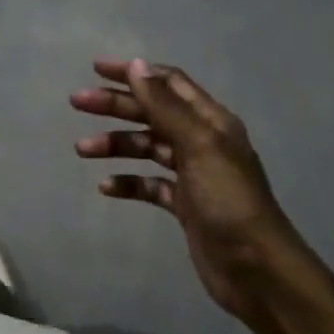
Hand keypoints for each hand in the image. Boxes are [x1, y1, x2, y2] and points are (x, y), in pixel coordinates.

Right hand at [72, 59, 301, 320]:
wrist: (255, 268)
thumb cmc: (228, 200)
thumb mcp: (198, 145)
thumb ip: (165, 106)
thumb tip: (136, 64)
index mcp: (210, 121)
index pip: (169, 83)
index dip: (135, 73)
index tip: (97, 69)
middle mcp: (202, 141)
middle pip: (153, 113)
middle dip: (116, 106)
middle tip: (78, 102)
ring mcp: (193, 175)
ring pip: (148, 148)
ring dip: (116, 144)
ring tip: (82, 149)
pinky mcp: (184, 205)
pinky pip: (150, 185)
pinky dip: (128, 182)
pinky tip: (106, 186)